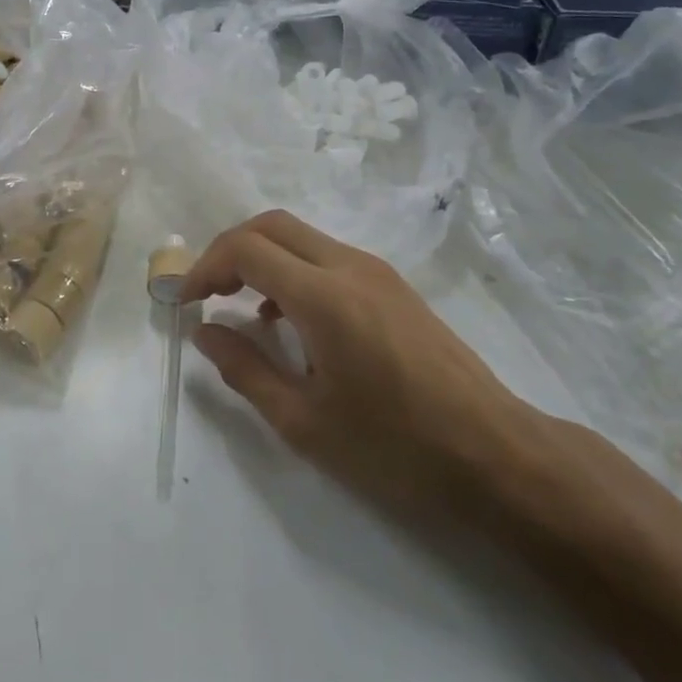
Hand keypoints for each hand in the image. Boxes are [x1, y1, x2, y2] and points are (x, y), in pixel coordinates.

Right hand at [182, 211, 541, 522]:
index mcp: (324, 296)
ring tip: (241, 306)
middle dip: (229, 249)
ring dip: (263, 258)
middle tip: (206, 291)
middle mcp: (350, 266)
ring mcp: (378, 272)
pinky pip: (329, 257)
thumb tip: (204, 333)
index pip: (247, 249)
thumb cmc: (395, 448)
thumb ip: (245, 370)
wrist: (497, 456)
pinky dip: (294, 270)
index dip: (205, 267)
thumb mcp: (305, 422)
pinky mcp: (395, 287)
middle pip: (273, 225)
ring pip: (303, 238)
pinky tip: (291, 322)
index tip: (184, 302)